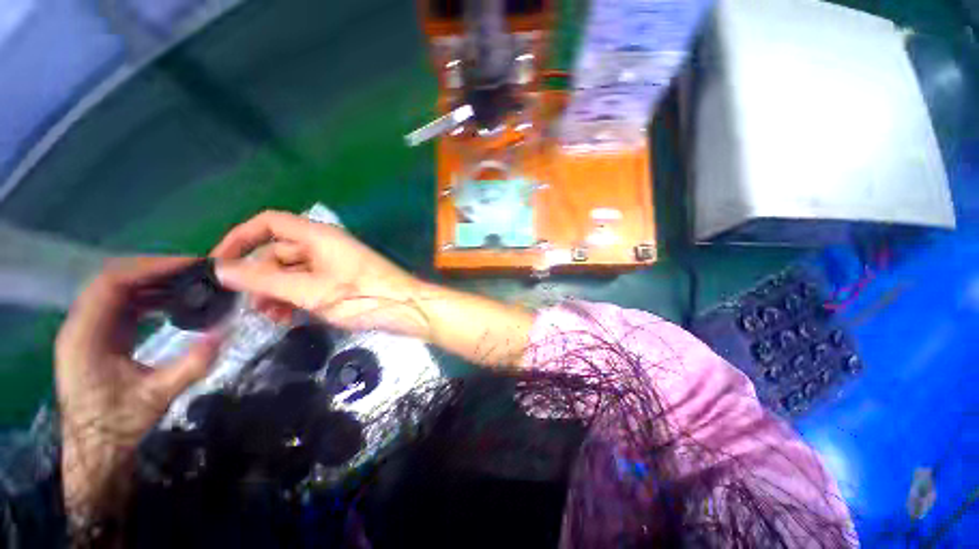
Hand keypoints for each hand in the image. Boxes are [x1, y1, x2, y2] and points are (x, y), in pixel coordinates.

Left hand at [56, 257, 220, 523]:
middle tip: (195, 271)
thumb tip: (226, 334)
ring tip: (189, 283)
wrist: (96, 449)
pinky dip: (149, 297)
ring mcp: (88, 330)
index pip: (111, 283)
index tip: (189, 265)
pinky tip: (172, 302)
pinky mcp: (98, 336)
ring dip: (153, 283)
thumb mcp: (157, 397)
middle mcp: (81, 325)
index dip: (150, 268)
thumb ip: (190, 365)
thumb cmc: (118, 425)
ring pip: (118, 290)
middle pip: (114, 280)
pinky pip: (122, 304)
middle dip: (155, 271)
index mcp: (85, 336)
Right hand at [211, 211, 426, 334]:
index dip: (240, 238)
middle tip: (251, 306)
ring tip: (272, 317)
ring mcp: (334, 263)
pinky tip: (290, 318)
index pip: (269, 223)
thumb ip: (264, 280)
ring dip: (277, 292)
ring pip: (293, 272)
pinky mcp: (342, 280)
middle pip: (278, 252)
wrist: (407, 308)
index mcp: (317, 235)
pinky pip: (310, 284)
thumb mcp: (309, 290)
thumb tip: (220, 269)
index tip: (219, 264)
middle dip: (260, 278)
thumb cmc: (362, 295)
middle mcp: (324, 244)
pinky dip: (296, 298)